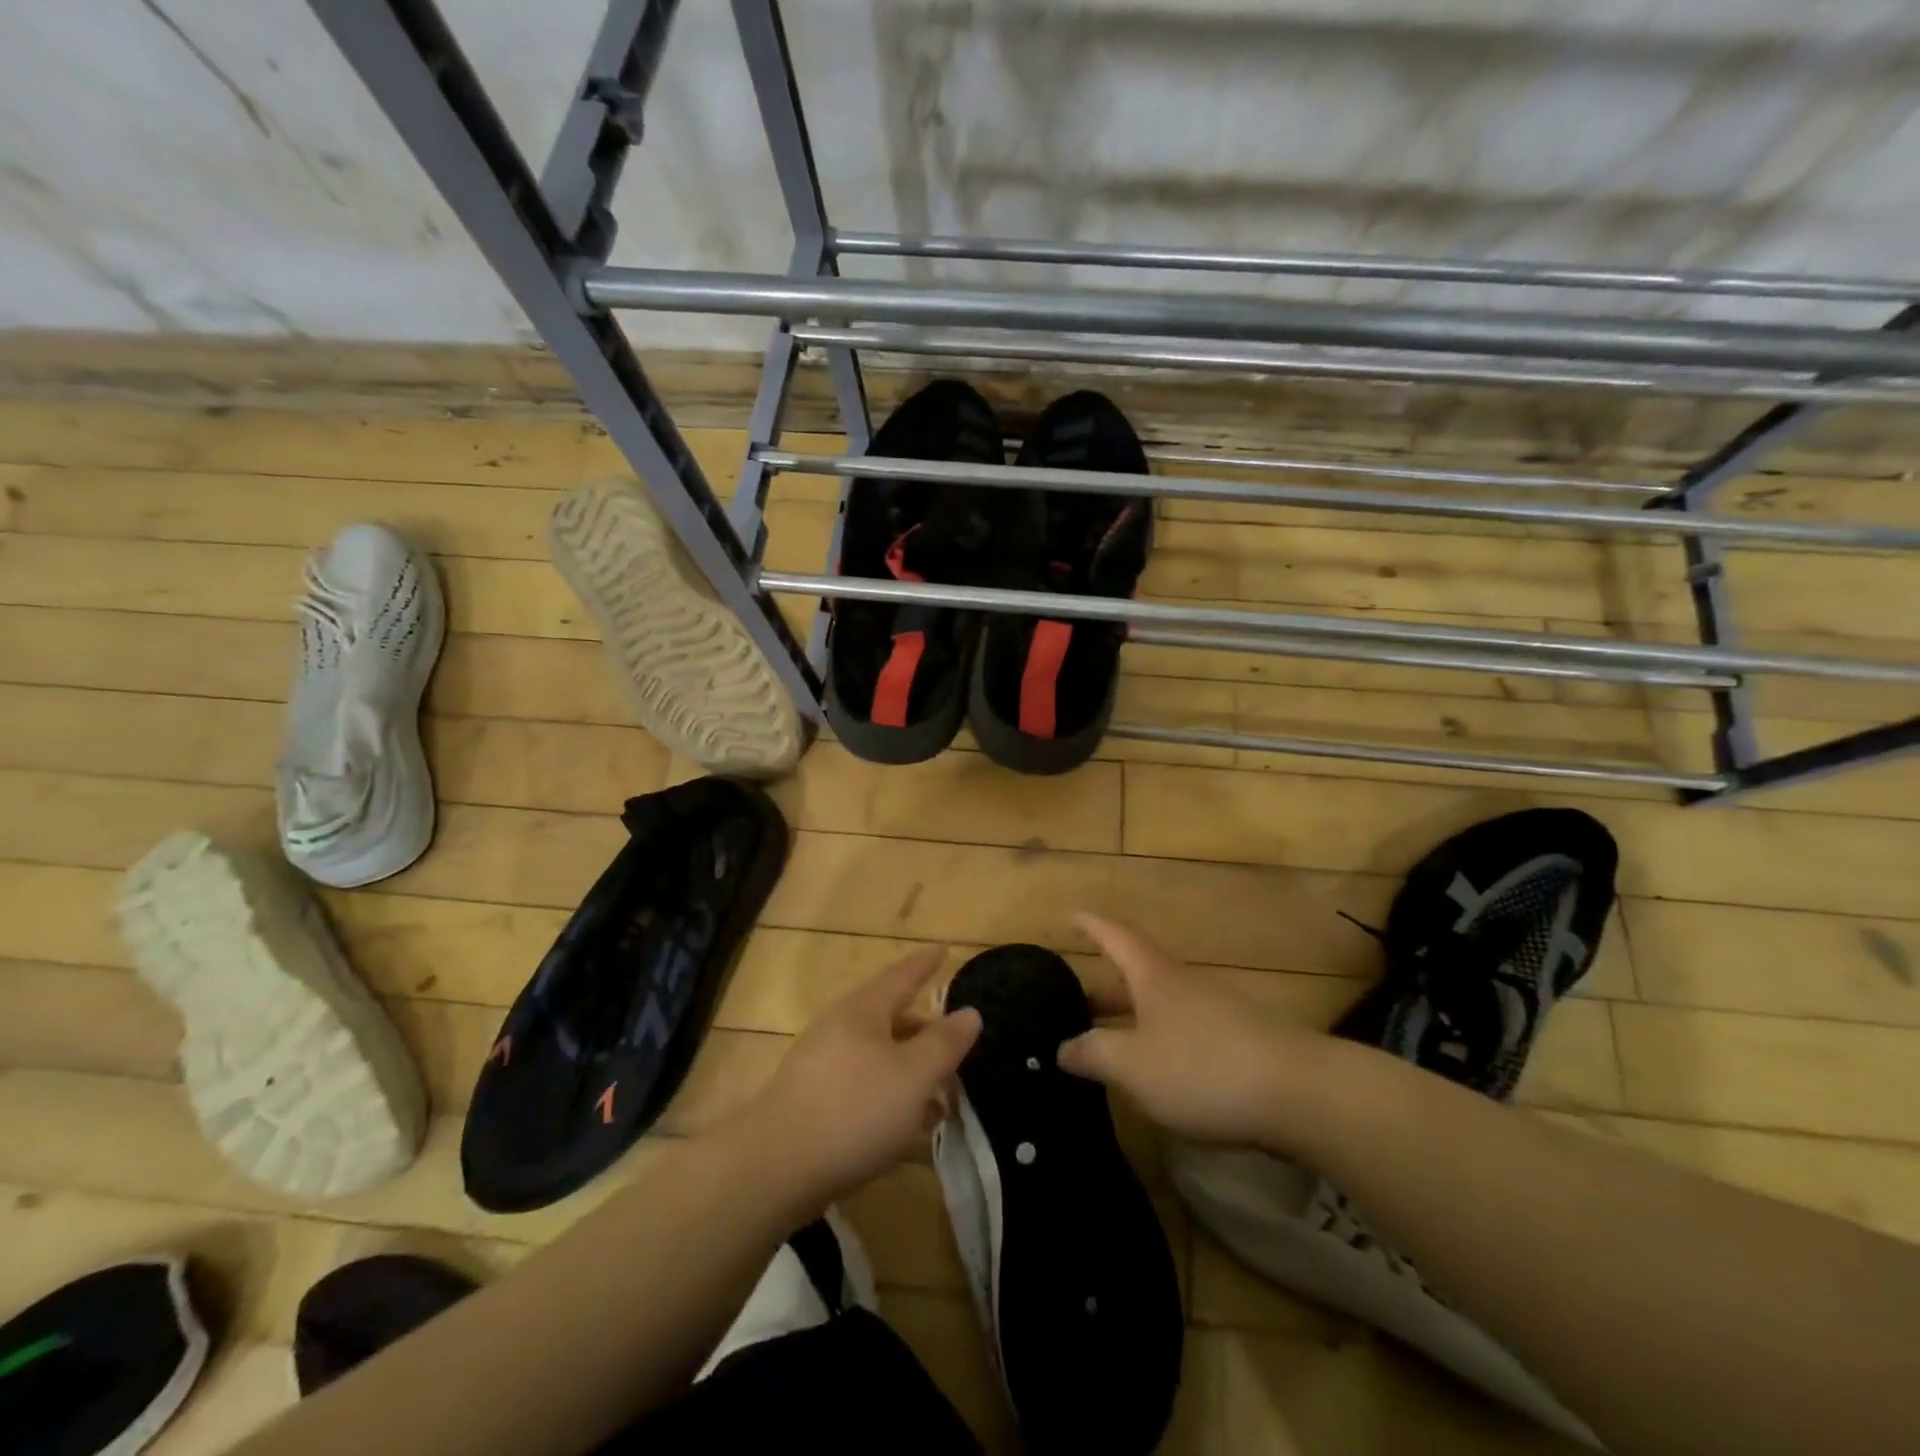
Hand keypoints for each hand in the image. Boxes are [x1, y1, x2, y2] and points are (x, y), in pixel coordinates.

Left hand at [740, 946, 981, 1204]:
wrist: (775, 1168)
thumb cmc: (855, 1110)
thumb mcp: (914, 1075)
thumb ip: (945, 1043)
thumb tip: (969, 1012)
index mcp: (863, 1010)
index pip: (902, 975)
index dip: (926, 964)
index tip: (945, 949)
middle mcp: (840, 1028)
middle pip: (891, 1018)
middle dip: (925, 1031)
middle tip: (956, 1045)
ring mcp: (821, 1065)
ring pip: (878, 1056)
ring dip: (911, 1071)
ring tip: (941, 1098)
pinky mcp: (812, 1102)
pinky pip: (863, 1086)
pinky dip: (891, 1095)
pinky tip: (908, 1126)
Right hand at [1058, 912, 1323, 1148]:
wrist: (1298, 1093)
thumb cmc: (1202, 1067)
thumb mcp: (1133, 1065)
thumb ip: (1093, 1054)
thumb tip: (1063, 1047)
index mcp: (1154, 976)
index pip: (1116, 937)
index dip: (1091, 925)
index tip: (1071, 914)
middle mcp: (1184, 985)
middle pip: (1136, 975)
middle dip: (1104, 990)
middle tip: (1075, 1006)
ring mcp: (1215, 1012)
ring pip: (1161, 1006)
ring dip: (1132, 1019)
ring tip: (1108, 1046)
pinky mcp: (1239, 1043)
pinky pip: (1185, 1033)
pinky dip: (1159, 1042)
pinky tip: (1155, 1074)